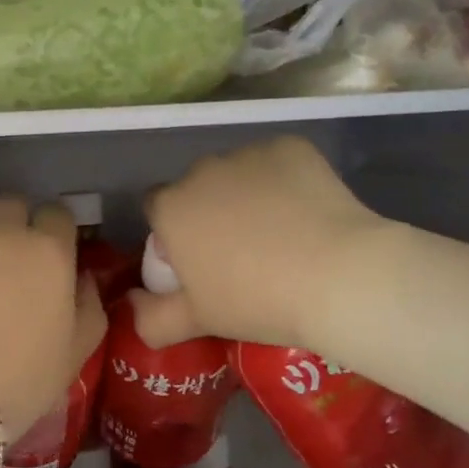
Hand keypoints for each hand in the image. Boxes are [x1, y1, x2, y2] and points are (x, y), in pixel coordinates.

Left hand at [0, 196, 106, 432]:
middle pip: (11, 205)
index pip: (57, 214)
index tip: (56, 257)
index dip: (57, 231)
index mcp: (48, 253)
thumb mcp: (75, 353)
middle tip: (17, 264)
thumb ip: (89, 308)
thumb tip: (82, 281)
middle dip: (16, 222)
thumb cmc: (23, 376)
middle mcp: (3, 239)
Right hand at [132, 136, 385, 349]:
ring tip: (282, 232)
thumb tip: (131, 309)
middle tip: (243, 250)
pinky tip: (307, 212)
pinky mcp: (289, 147)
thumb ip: (153, 318)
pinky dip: (285, 181)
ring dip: (247, 193)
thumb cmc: (257, 301)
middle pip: (197, 187)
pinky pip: (277, 163)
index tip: (199, 259)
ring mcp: (247, 154)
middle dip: (211, 210)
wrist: (338, 277)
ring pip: (238, 172)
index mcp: (171, 208)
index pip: (157, 209)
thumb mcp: (199, 320)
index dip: (174, 233)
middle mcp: (201, 171)